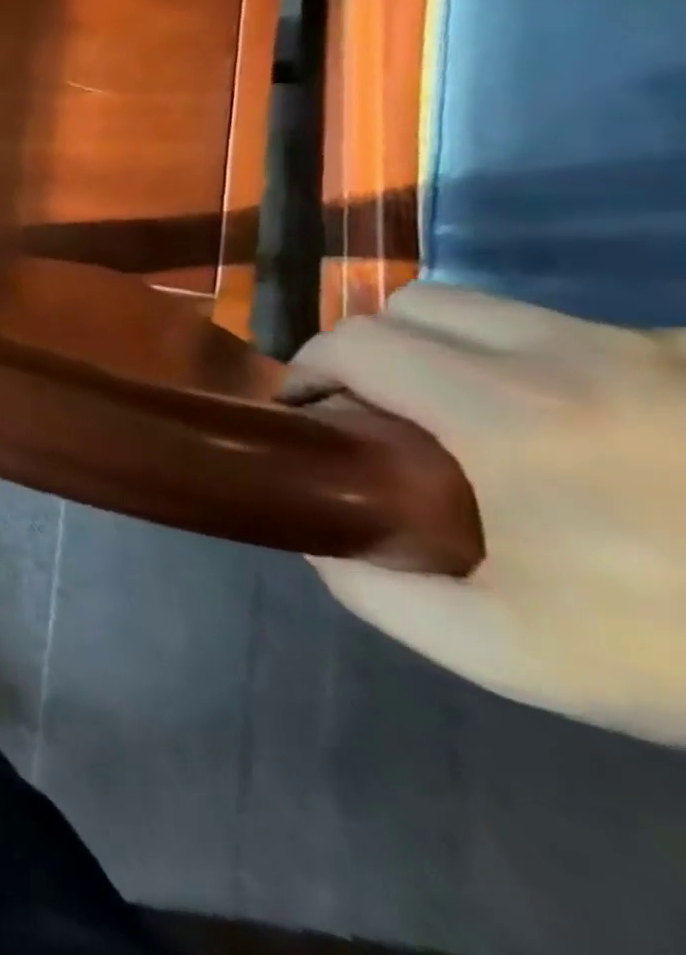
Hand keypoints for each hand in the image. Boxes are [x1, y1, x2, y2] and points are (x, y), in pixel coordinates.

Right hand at [288, 283, 685, 745]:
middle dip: (367, 347)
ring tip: (454, 417)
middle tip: (369, 410)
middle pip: (416, 303)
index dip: (306, 368)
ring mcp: (650, 351)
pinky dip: (522, 362)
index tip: (304, 414)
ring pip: (491, 310)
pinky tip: (560, 432)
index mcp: (508, 413)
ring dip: (441, 348)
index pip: (359, 343)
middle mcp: (570, 356)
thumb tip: (323, 545)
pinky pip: (569, 335)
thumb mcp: (507, 652)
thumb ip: (381, 593)